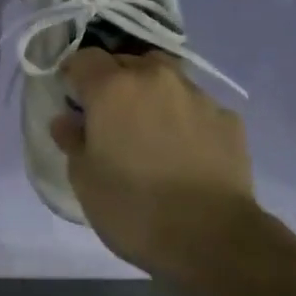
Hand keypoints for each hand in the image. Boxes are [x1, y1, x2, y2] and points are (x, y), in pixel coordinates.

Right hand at [52, 49, 260, 277]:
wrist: (212, 238)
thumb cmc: (133, 209)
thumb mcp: (85, 180)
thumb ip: (73, 141)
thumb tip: (67, 120)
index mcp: (113, 89)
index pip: (85, 58)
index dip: (75, 75)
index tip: (73, 99)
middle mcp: (155, 79)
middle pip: (127, 61)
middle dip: (114, 80)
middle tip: (110, 115)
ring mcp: (197, 95)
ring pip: (166, 78)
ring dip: (152, 92)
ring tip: (151, 128)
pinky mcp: (228, 118)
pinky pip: (197, 106)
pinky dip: (185, 117)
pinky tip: (185, 150)